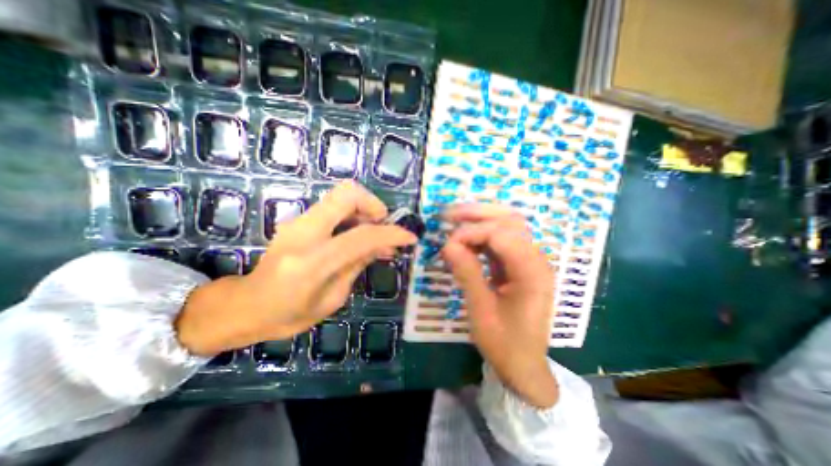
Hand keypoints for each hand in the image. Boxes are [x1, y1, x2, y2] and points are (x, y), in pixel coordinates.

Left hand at [177, 179, 418, 352]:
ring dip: (364, 210)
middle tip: (383, 226)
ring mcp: (297, 222)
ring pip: (340, 196)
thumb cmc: (289, 315)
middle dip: (374, 204)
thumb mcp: (333, 299)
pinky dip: (352, 216)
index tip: (410, 237)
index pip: (362, 236)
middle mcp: (303, 232)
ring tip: (373, 236)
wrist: (246, 306)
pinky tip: (357, 236)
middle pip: (347, 194)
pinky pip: (333, 207)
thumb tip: (384, 245)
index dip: (392, 233)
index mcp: (312, 262)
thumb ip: (358, 265)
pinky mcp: (298, 220)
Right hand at [441, 203, 556, 406]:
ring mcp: (528, 261)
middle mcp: (535, 259)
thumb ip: (467, 273)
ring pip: (506, 226)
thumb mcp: (481, 310)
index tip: (448, 245)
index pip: (500, 234)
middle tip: (450, 214)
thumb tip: (448, 244)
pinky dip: (481, 236)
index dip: (471, 233)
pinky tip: (465, 240)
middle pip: (509, 220)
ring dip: (480, 220)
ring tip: (454, 221)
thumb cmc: (504, 343)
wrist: (524, 365)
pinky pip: (501, 241)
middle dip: (478, 213)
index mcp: (531, 270)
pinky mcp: (518, 266)